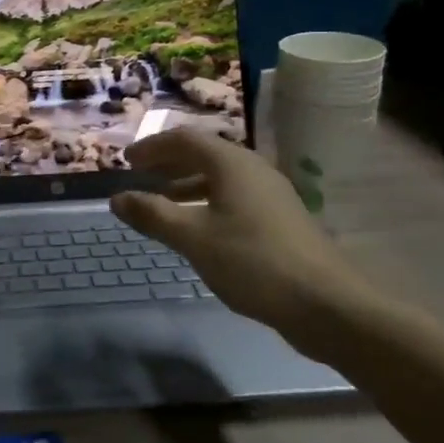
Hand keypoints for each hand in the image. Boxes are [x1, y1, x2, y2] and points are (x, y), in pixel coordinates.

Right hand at [108, 128, 379, 359]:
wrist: (326, 303)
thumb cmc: (253, 261)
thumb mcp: (193, 238)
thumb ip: (153, 215)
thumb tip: (117, 198)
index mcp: (232, 164)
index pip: (184, 139)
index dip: (152, 147)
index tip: (126, 161)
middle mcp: (253, 170)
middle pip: (204, 153)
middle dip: (169, 162)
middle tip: (140, 176)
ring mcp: (270, 195)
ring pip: (220, 177)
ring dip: (187, 183)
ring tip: (162, 202)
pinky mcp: (279, 219)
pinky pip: (234, 197)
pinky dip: (207, 202)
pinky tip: (198, 229)